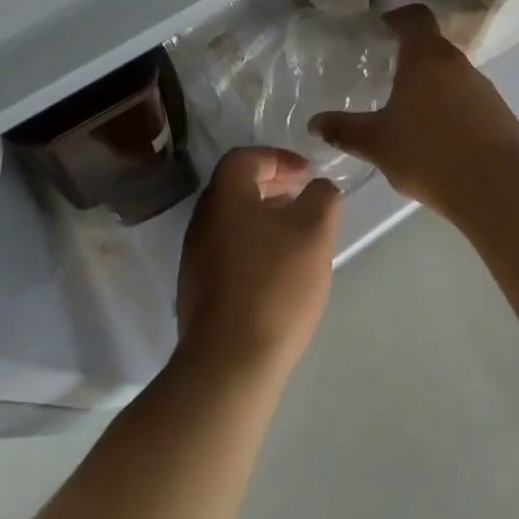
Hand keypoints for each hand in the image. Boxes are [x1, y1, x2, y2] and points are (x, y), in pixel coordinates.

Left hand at [176, 147, 340, 377]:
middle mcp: (203, 219)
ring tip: (296, 237)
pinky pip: (228, 250)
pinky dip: (254, 246)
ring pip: (233, 221)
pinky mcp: (198, 289)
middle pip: (236, 187)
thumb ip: (322, 198)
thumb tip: (320, 187)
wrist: (229, 361)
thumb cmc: (275, 283)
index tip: (306, 174)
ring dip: (264, 218)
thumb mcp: (314, 232)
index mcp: (225, 195)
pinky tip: (278, 271)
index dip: (278, 158)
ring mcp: (196, 256)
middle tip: (304, 199)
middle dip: (273, 187)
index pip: (245, 157)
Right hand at [309, 5, 518, 223]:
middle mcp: (457, 63)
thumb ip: (345, 130)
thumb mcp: (378, 144)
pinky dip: (451, 108)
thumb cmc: (429, 153)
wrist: (498, 188)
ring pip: (451, 74)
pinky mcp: (498, 112)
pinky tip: (439, 139)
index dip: (398, 17)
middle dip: (411, 57)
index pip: (415, 17)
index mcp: (426, 58)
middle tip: (387, 76)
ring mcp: (482, 87)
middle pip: (432, 46)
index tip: (383, 28)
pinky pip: (468, 99)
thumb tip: (314, 123)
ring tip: (411, 113)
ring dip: (432, 85)